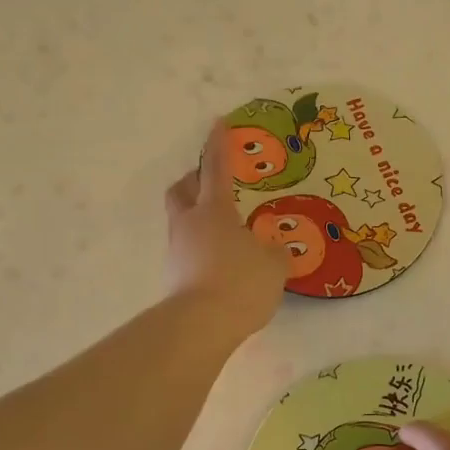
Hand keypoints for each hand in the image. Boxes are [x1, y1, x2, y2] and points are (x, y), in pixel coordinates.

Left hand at [164, 121, 287, 335]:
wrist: (201, 325)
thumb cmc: (240, 282)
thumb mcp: (273, 266)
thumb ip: (275, 253)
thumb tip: (273, 250)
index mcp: (214, 210)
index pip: (217, 169)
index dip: (219, 145)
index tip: (218, 123)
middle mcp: (189, 224)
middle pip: (182, 190)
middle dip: (194, 181)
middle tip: (210, 183)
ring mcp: (176, 251)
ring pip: (182, 222)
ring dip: (198, 219)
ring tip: (225, 233)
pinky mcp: (173, 277)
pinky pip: (187, 251)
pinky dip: (201, 249)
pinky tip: (220, 265)